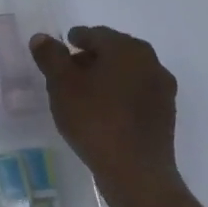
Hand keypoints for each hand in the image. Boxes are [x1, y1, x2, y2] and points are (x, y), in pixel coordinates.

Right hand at [29, 26, 181, 206]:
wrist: (136, 172)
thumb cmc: (95, 120)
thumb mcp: (61, 85)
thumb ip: (50, 57)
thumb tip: (42, 38)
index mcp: (126, 48)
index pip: (95, 34)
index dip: (74, 40)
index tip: (59, 52)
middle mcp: (150, 61)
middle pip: (113, 51)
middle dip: (90, 58)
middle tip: (67, 73)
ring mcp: (162, 88)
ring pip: (126, 73)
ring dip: (105, 77)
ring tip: (83, 95)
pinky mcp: (165, 113)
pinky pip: (136, 93)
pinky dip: (119, 95)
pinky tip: (103, 112)